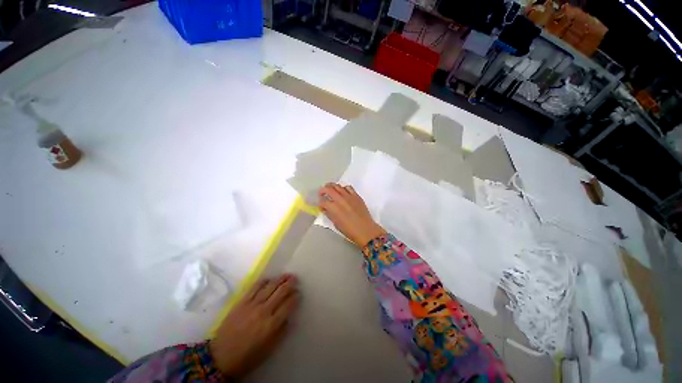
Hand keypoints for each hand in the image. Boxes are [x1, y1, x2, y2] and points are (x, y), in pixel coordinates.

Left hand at [210, 274, 298, 378]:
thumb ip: (282, 331)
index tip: (298, 293)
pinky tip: (269, 279)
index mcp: (272, 324)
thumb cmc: (248, 356)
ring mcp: (252, 304)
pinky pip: (255, 286)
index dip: (296, 297)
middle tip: (295, 279)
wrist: (220, 357)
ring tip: (287, 275)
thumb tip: (289, 316)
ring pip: (270, 286)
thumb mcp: (269, 349)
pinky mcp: (242, 301)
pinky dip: (264, 281)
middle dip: (291, 283)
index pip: (289, 304)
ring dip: (280, 279)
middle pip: (281, 291)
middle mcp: (264, 311)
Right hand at [318, 183, 385, 247]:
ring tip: (330, 189)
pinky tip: (343, 191)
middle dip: (323, 190)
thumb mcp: (336, 224)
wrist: (365, 230)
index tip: (321, 205)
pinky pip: (348, 187)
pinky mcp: (356, 196)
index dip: (320, 203)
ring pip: (338, 186)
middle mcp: (340, 199)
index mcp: (333, 208)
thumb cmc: (349, 230)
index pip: (323, 201)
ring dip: (332, 186)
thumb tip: (325, 209)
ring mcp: (349, 196)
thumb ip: (329, 214)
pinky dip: (343, 188)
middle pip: (328, 189)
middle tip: (321, 193)